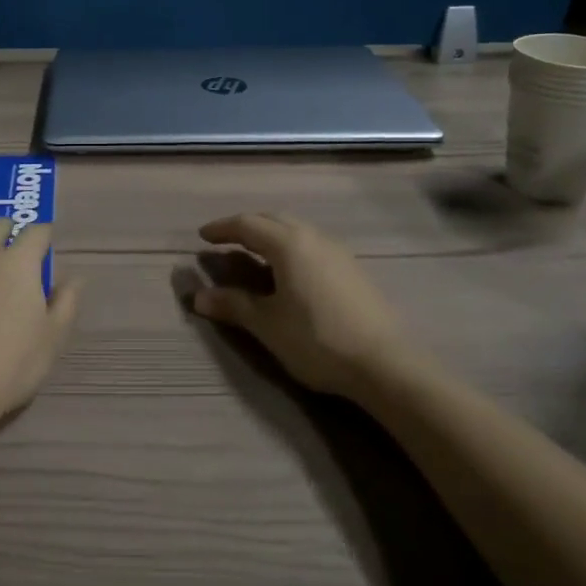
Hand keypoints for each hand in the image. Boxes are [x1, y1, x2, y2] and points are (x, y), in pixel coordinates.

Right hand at [191, 213, 406, 399]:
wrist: (386, 365)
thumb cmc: (318, 340)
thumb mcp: (268, 325)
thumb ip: (233, 306)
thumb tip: (198, 297)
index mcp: (288, 244)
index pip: (247, 224)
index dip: (222, 229)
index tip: (203, 236)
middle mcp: (313, 238)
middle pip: (273, 220)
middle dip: (246, 226)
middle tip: (226, 240)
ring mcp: (338, 252)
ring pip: (296, 230)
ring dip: (271, 235)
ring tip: (255, 253)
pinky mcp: (353, 270)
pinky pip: (312, 244)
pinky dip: (291, 247)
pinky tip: (290, 271)